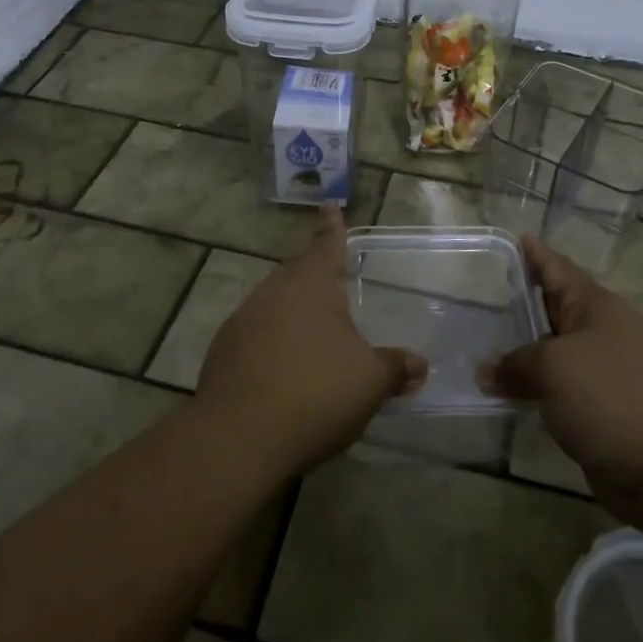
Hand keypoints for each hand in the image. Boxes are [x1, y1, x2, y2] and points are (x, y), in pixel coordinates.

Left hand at [195, 206, 426, 475]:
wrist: (238, 437)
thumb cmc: (315, 393)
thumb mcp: (369, 382)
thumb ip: (394, 368)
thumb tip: (419, 364)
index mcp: (310, 285)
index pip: (326, 245)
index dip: (332, 227)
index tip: (329, 204)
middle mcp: (274, 292)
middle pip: (296, 272)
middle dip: (312, 270)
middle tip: (327, 272)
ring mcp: (243, 320)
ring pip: (274, 302)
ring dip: (292, 308)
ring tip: (310, 324)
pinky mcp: (223, 352)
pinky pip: (256, 333)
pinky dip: (273, 340)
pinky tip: (283, 365)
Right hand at [483, 236, 642, 527]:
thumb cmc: (616, 396)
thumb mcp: (555, 368)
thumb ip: (516, 365)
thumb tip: (486, 371)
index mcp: (595, 307)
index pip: (557, 269)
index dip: (536, 255)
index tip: (516, 238)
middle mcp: (600, 335)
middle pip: (553, 312)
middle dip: (522, 305)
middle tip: (482, 295)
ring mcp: (604, 377)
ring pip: (554, 357)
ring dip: (524, 355)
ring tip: (482, 348)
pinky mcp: (603, 416)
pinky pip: (558, 396)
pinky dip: (535, 393)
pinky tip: (506, 397)